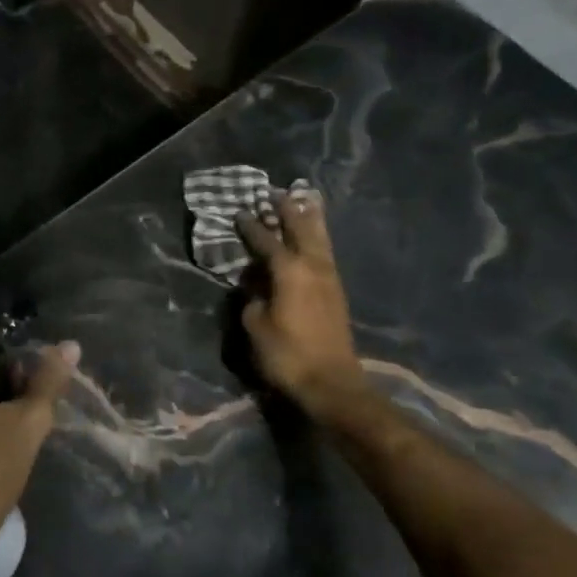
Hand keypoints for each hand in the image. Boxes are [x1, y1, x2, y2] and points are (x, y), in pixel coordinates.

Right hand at [235, 189, 370, 420]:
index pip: (266, 241)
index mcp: (289, 270)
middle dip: (287, 210)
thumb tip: (254, 284)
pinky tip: (313, 237)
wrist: (331, 382)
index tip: (240, 212)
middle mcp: (313, 266)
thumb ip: (253, 298)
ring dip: (308, 219)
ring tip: (302, 201)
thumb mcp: (256, 325)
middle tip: (275, 193)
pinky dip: (317, 237)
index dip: (251, 226)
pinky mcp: (337, 291)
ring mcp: (329, 277)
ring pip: (319, 238)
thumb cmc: (286, 354)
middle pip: (300, 228)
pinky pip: (325, 252)